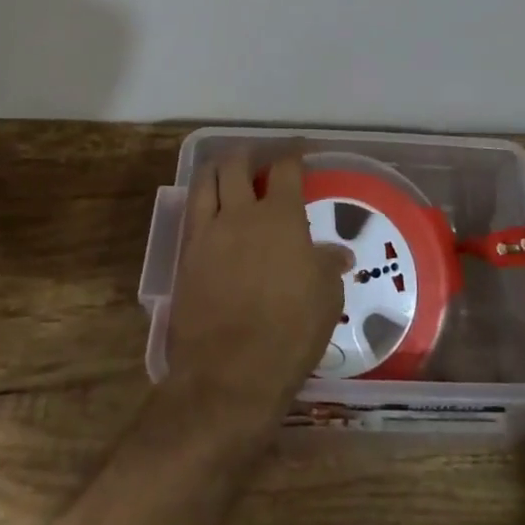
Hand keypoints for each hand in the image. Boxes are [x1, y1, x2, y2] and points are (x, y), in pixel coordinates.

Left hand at [164, 146, 346, 446]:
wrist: (230, 373)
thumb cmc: (289, 332)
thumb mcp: (326, 299)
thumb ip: (328, 267)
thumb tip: (338, 254)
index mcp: (281, 216)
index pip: (286, 168)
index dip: (293, 153)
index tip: (299, 151)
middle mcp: (241, 213)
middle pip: (237, 163)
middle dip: (248, 154)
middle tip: (258, 159)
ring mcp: (209, 232)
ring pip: (206, 180)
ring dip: (219, 169)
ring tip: (227, 172)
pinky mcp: (186, 255)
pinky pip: (191, 212)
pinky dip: (201, 200)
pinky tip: (210, 209)